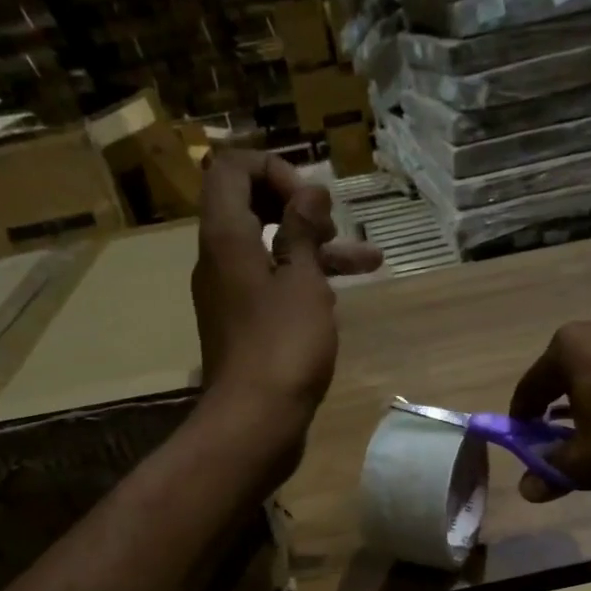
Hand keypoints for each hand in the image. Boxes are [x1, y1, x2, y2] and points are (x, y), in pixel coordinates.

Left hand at [192, 151, 380, 440]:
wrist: (255, 422)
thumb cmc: (282, 346)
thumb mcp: (302, 282)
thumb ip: (303, 231)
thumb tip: (308, 193)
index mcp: (226, 237)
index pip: (231, 169)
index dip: (274, 169)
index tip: (311, 200)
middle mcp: (220, 260)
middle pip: (251, 207)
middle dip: (299, 207)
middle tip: (332, 225)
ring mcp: (231, 296)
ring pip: (271, 251)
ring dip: (316, 249)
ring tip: (370, 259)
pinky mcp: (246, 327)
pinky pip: (273, 288)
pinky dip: (306, 283)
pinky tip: (344, 294)